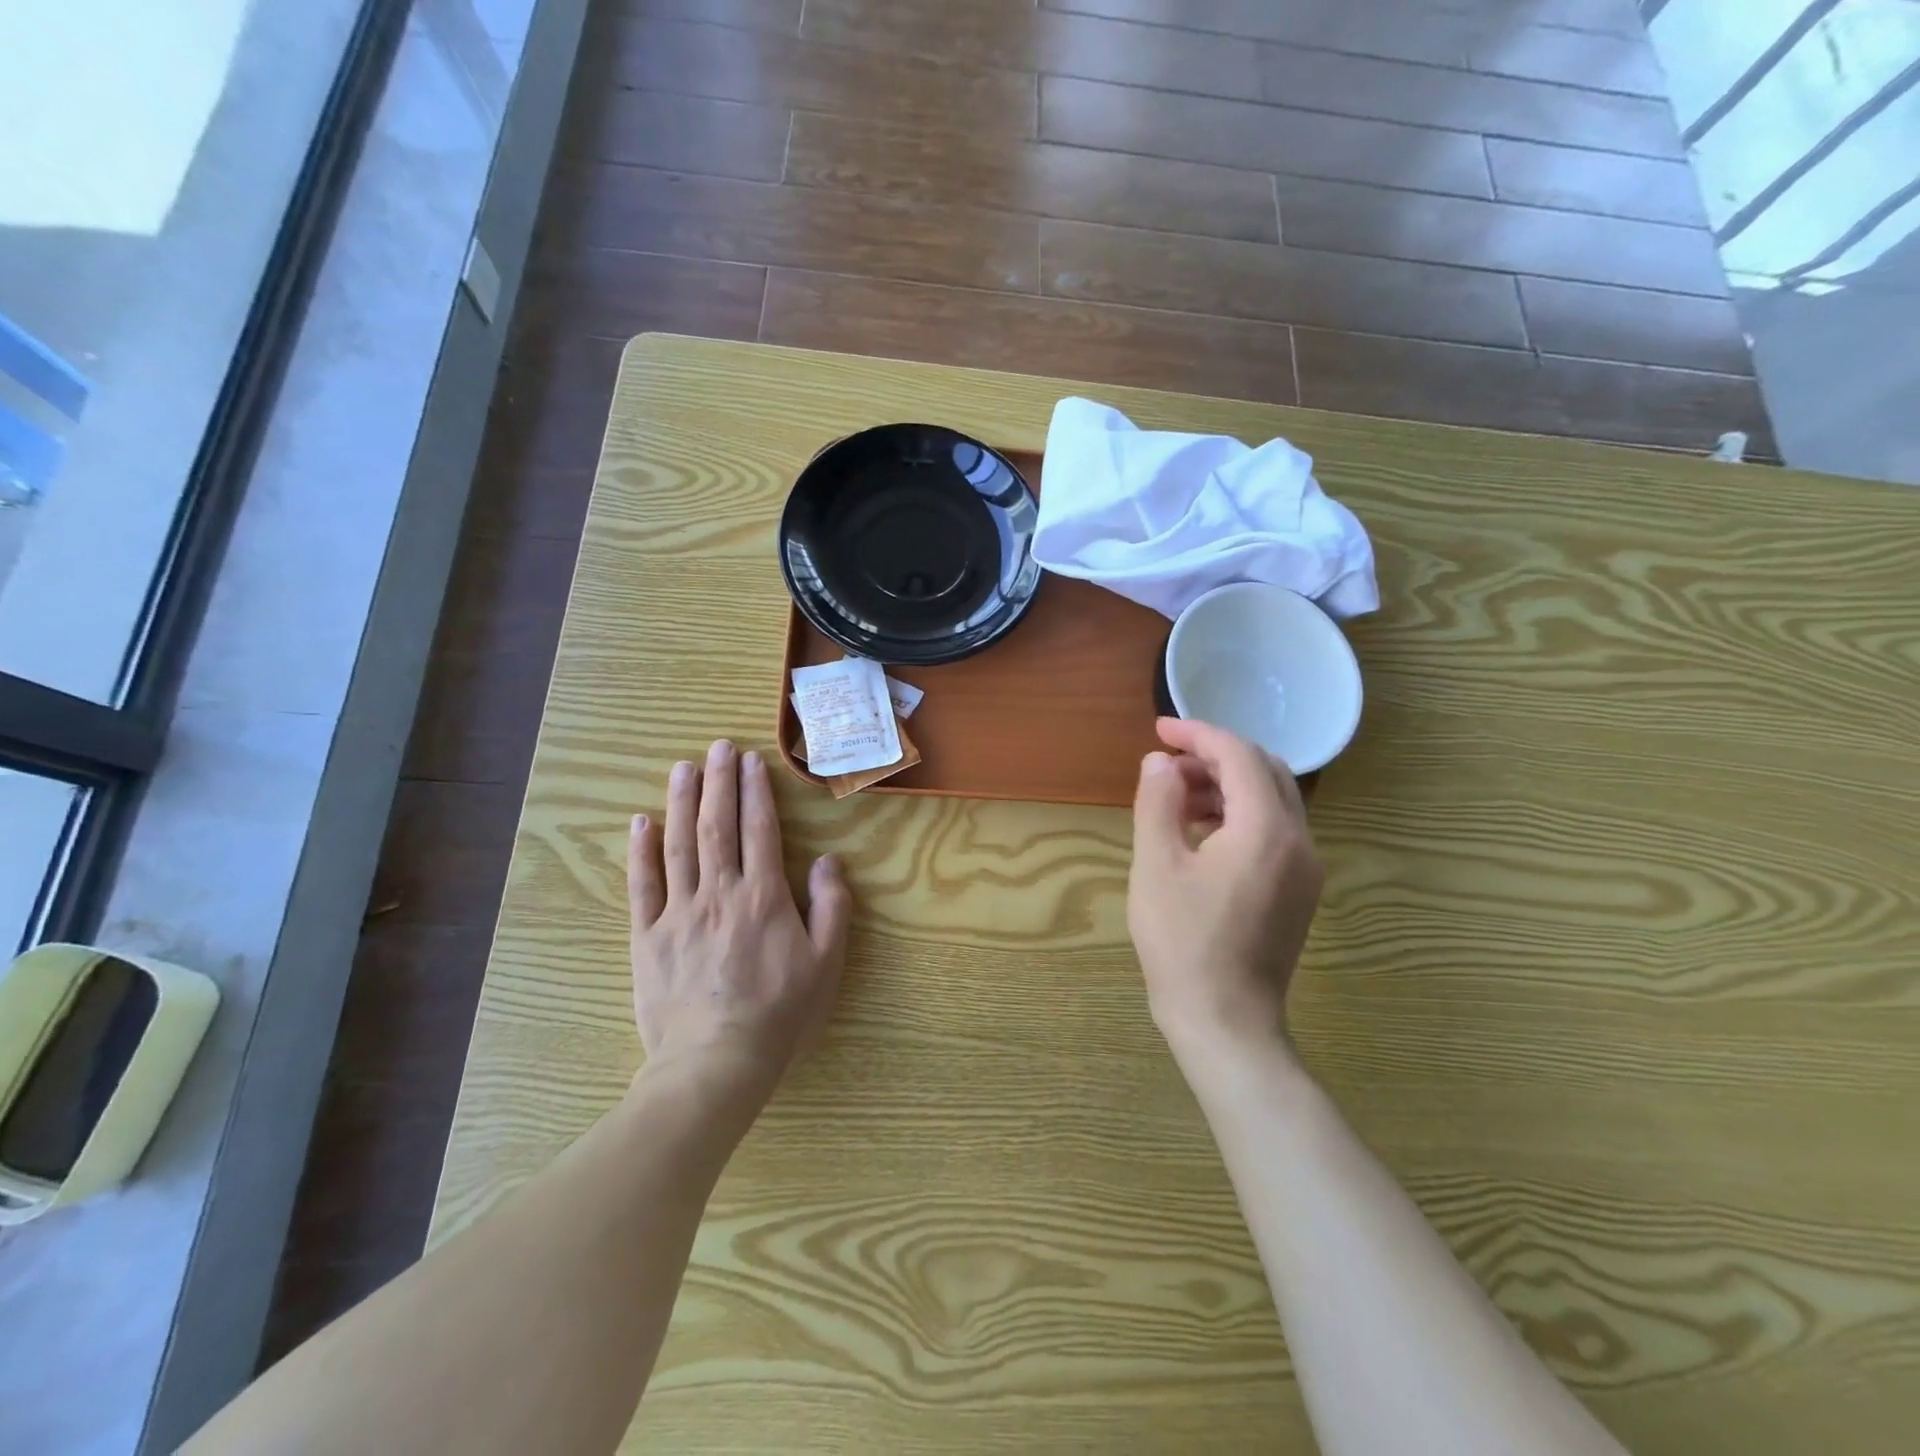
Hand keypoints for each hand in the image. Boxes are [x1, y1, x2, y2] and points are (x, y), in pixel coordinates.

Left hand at [628, 739, 851, 1098]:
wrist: (715, 1064)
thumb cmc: (780, 1014)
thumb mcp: (826, 964)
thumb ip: (831, 908)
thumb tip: (828, 862)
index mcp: (763, 898)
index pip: (759, 831)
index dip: (755, 792)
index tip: (751, 761)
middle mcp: (719, 894)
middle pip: (717, 826)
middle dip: (718, 783)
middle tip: (717, 747)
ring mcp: (678, 913)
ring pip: (679, 845)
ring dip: (682, 803)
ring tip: (682, 768)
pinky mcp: (648, 937)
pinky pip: (642, 885)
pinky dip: (641, 851)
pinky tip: (641, 822)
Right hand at [1127, 718, 1323, 1065]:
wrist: (1225, 1020)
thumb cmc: (1183, 942)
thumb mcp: (1156, 865)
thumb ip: (1158, 802)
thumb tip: (1160, 762)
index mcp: (1266, 829)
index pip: (1239, 756)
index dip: (1198, 735)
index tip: (1159, 731)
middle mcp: (1299, 840)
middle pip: (1265, 770)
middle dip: (1215, 755)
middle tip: (1167, 762)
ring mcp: (1305, 868)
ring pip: (1273, 799)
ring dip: (1227, 784)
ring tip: (1176, 795)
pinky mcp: (1299, 890)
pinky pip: (1274, 830)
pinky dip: (1239, 814)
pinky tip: (1200, 831)